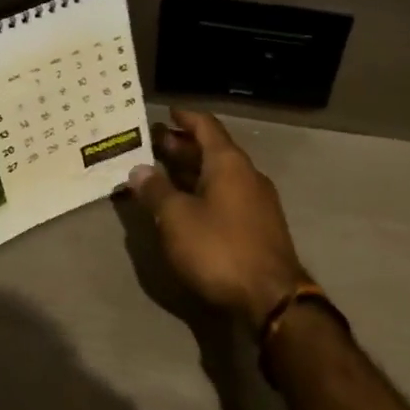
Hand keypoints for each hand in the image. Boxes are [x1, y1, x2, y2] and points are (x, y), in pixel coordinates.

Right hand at [126, 109, 307, 332]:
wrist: (271, 296)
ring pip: (220, 175)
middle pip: (213, 150)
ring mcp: (257, 201)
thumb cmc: (219, 248)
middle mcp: (247, 174)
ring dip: (192, 171)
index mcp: (229, 163)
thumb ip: (156, 191)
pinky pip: (227, 196)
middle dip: (183, 146)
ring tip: (163, 174)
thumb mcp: (176, 218)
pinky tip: (187, 205)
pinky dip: (204, 192)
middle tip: (154, 144)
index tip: (167, 112)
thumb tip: (139, 170)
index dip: (185, 118)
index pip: (206, 126)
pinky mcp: (259, 226)